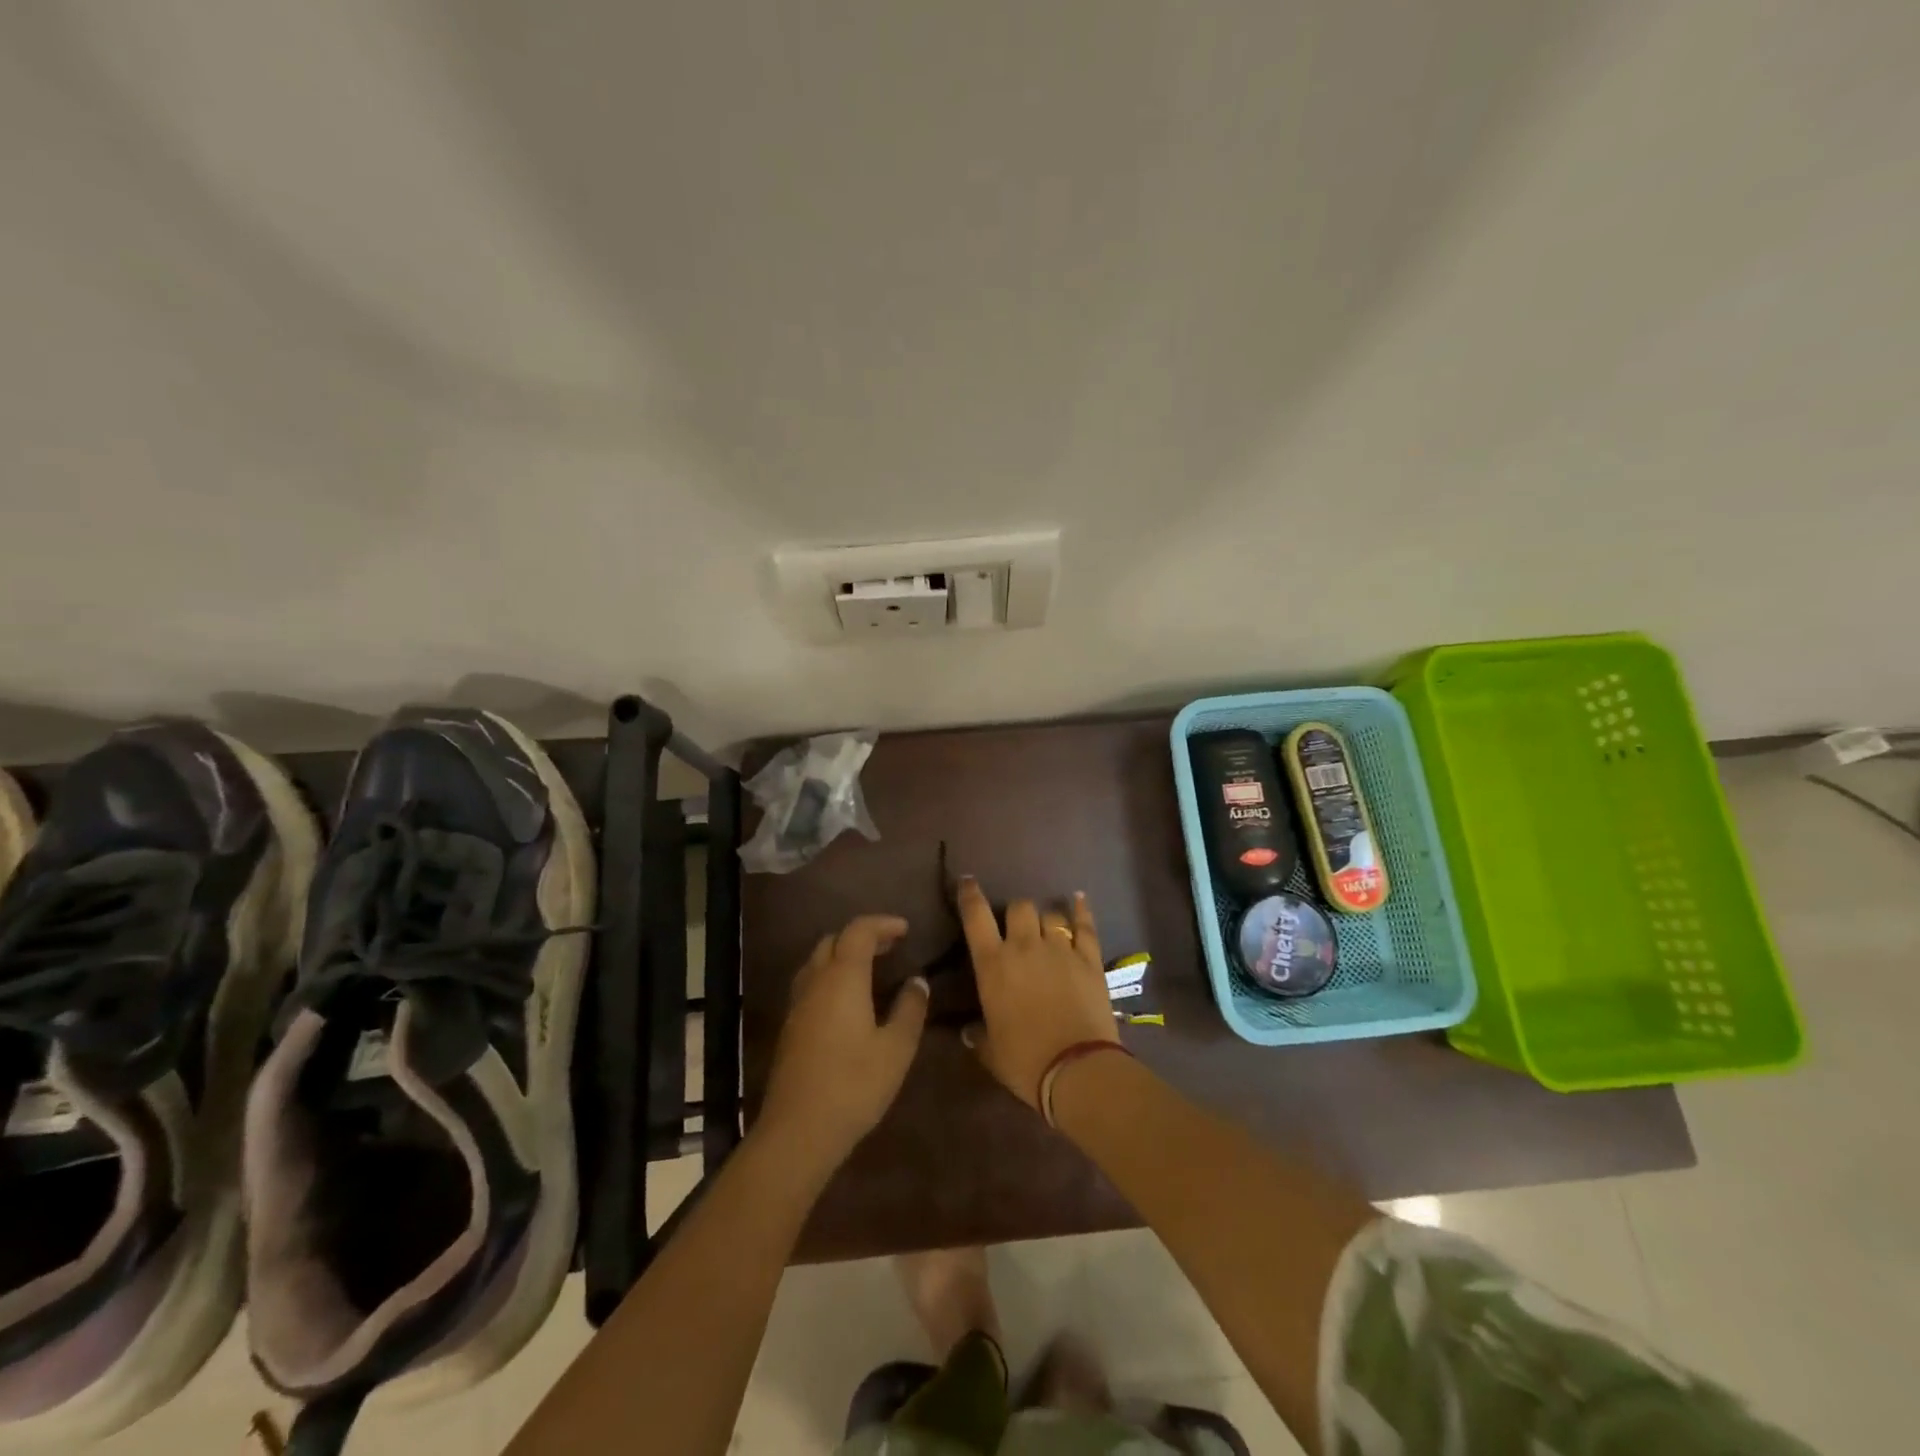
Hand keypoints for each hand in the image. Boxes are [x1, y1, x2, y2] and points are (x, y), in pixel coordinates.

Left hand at [758, 915, 929, 1163]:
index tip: (905, 929)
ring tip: (871, 968)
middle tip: (890, 947)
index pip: (858, 931)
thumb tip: (917, 981)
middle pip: (834, 941)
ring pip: (817, 961)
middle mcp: (816, 982)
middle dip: (862, 936)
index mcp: (842, 977)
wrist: (798, 1131)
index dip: (882, 924)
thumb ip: (910, 1009)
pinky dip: (831, 976)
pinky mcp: (790, 1027)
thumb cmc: (854, 1085)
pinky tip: (848, 1000)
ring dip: (843, 955)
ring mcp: (798, 1005)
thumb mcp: (896, 1048)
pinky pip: (811, 983)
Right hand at [957, 880, 1116, 1109]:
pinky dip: (1081, 911)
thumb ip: (979, 1035)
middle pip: (1019, 906)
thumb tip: (969, 1032)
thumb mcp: (991, 1051)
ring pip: (1050, 913)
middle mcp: (1024, 947)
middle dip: (1016, 912)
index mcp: (993, 965)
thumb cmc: (1025, 1061)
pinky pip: (1085, 925)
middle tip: (1017, 926)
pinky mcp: (1090, 958)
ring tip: (1047, 926)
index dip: (970, 895)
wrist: (1077, 1069)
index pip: (976, 917)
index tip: (968, 881)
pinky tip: (1079, 900)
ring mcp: (1060, 949)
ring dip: (1045, 917)